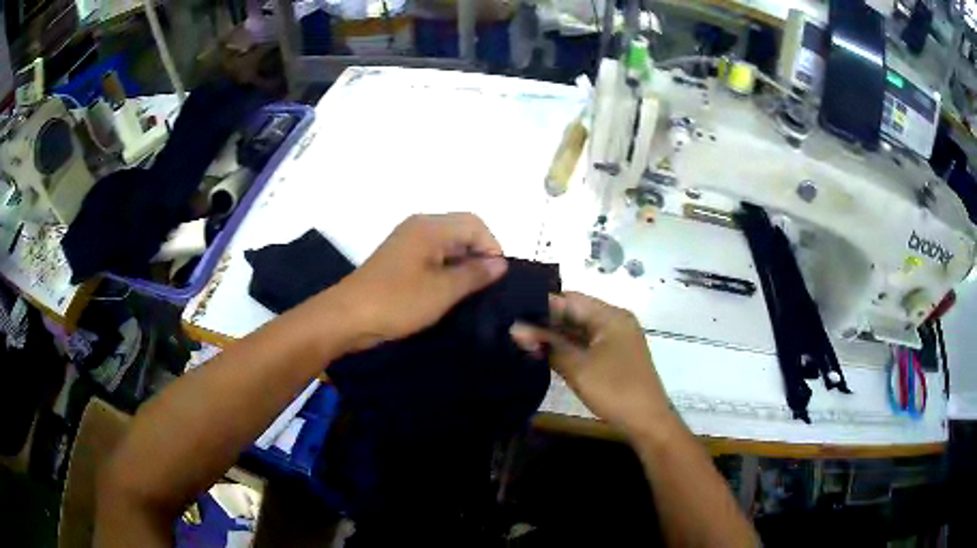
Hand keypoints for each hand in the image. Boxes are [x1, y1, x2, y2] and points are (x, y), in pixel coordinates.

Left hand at [329, 213, 507, 350]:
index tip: (496, 279)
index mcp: (430, 227)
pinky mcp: (398, 258)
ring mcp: (406, 241)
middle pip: (461, 230)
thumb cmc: (397, 302)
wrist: (347, 317)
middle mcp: (419, 227)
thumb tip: (500, 263)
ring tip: (468, 293)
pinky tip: (446, 292)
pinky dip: (444, 270)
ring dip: (461, 265)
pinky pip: (432, 256)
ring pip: (447, 244)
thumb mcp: (442, 291)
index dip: (492, 248)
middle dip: (478, 256)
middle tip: (484, 288)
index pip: (476, 224)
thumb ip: (475, 274)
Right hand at [510, 292, 672, 436]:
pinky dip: (568, 346)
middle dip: (546, 321)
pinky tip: (544, 352)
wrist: (647, 421)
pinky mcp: (615, 354)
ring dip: (555, 335)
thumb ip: (547, 345)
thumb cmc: (614, 390)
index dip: (541, 305)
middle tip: (512, 328)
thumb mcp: (577, 367)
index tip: (511, 312)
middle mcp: (615, 320)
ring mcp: (616, 338)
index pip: (569, 299)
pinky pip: (587, 342)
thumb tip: (514, 328)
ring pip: (579, 329)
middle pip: (575, 312)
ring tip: (521, 339)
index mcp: (610, 315)